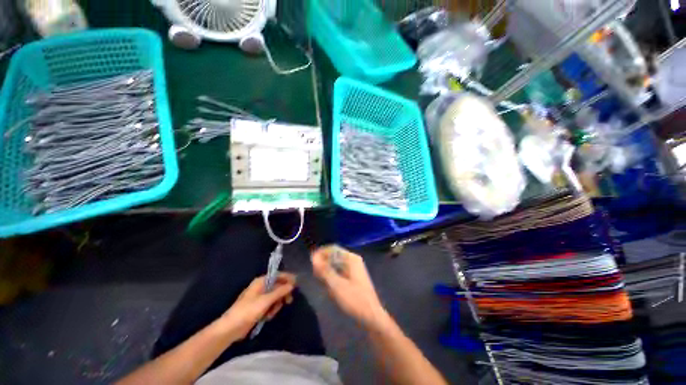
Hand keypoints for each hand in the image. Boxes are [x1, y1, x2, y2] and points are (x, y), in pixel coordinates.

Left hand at [218, 273, 295, 340]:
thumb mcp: (266, 300)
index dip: (288, 278)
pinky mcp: (258, 307)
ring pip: (275, 297)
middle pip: (278, 286)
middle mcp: (261, 287)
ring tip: (271, 313)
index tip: (296, 284)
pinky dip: (271, 310)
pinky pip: (270, 305)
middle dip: (283, 294)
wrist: (231, 328)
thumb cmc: (248, 311)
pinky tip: (267, 316)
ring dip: (276, 305)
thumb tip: (292, 284)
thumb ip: (280, 291)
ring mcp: (260, 297)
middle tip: (289, 301)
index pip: (278, 275)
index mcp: (261, 281)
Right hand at [312, 246, 388, 328]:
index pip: (333, 249)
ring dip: (327, 272)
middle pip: (334, 256)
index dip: (321, 253)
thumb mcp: (337, 285)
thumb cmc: (355, 299)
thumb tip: (313, 257)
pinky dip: (333, 277)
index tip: (310, 262)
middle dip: (323, 264)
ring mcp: (354, 269)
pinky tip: (329, 288)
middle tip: (315, 275)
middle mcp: (353, 260)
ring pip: (336, 265)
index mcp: (351, 258)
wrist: (372, 316)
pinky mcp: (353, 277)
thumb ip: (325, 271)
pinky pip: (339, 272)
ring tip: (322, 283)